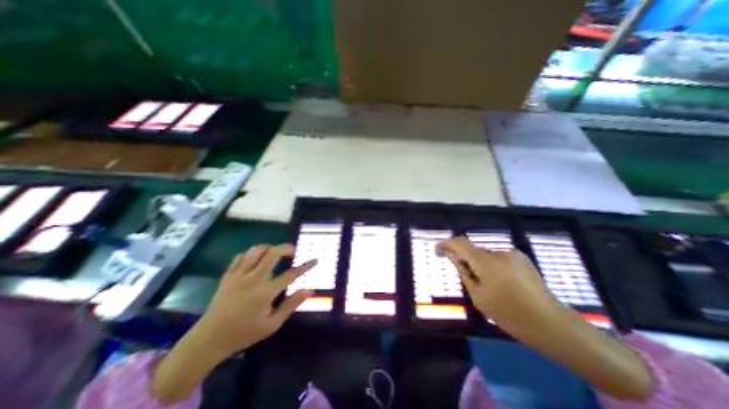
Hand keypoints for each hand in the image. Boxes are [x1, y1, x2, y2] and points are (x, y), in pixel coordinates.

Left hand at [152, 244, 315, 404]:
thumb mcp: (272, 324)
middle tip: (292, 251)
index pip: (291, 274)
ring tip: (275, 252)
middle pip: (272, 253)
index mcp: (265, 292)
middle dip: (286, 248)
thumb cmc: (244, 333)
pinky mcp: (228, 275)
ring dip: (269, 247)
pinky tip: (256, 260)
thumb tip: (309, 290)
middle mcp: (253, 279)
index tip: (315, 260)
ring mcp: (239, 275)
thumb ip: (291, 304)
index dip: (305, 266)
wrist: (209, 339)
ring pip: (256, 250)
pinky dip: (251, 254)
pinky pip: (241, 256)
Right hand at [437, 236, 558, 328]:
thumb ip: (464, 273)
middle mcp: (497, 252)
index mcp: (485, 263)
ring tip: (487, 283)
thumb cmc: (509, 314)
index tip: (438, 250)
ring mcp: (511, 253)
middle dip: (464, 258)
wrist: (550, 323)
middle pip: (473, 250)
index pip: (459, 244)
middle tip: (464, 275)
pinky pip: (498, 257)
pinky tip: (501, 281)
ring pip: (485, 254)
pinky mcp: (521, 257)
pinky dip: (492, 265)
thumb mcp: (478, 296)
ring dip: (480, 263)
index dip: (446, 244)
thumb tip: (453, 257)